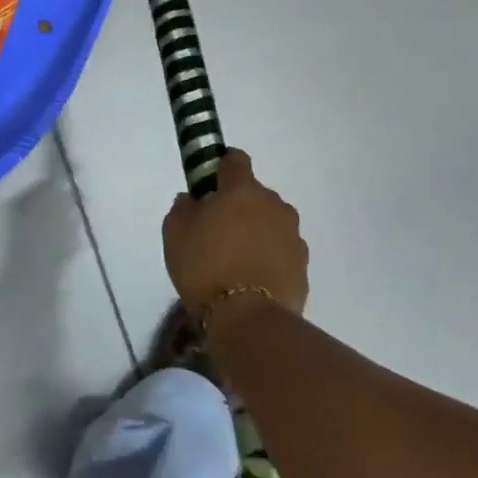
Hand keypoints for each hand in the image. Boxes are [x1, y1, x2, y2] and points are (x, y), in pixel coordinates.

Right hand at [162, 149, 309, 319]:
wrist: (248, 318)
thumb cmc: (205, 266)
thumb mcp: (175, 233)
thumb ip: (182, 208)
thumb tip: (192, 199)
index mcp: (242, 190)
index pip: (235, 159)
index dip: (221, 166)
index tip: (208, 182)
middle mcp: (274, 204)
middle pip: (254, 194)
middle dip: (238, 204)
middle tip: (216, 229)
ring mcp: (293, 234)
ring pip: (270, 221)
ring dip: (255, 230)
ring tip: (235, 258)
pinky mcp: (303, 264)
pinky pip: (281, 249)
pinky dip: (268, 255)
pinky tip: (251, 277)